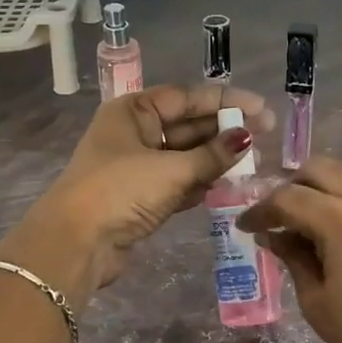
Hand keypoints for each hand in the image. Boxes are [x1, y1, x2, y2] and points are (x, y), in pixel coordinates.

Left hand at [33, 83, 275, 288]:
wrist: (76, 244)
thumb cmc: (119, 191)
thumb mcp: (171, 170)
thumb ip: (212, 155)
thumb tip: (246, 138)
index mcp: (133, 111)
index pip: (187, 98)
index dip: (225, 101)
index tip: (261, 109)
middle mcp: (135, 133)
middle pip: (188, 126)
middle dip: (225, 131)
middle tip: (265, 137)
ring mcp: (137, 167)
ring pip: (186, 156)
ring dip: (217, 159)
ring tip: (255, 163)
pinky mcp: (142, 197)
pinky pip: (180, 182)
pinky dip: (202, 182)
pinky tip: (230, 185)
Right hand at [236, 158, 341, 342]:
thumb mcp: (319, 303)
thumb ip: (293, 259)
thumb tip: (274, 236)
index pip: (288, 198)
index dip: (260, 210)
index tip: (245, 227)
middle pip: (319, 169)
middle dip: (290, 187)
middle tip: (277, 218)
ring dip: (321, 192)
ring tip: (309, 227)